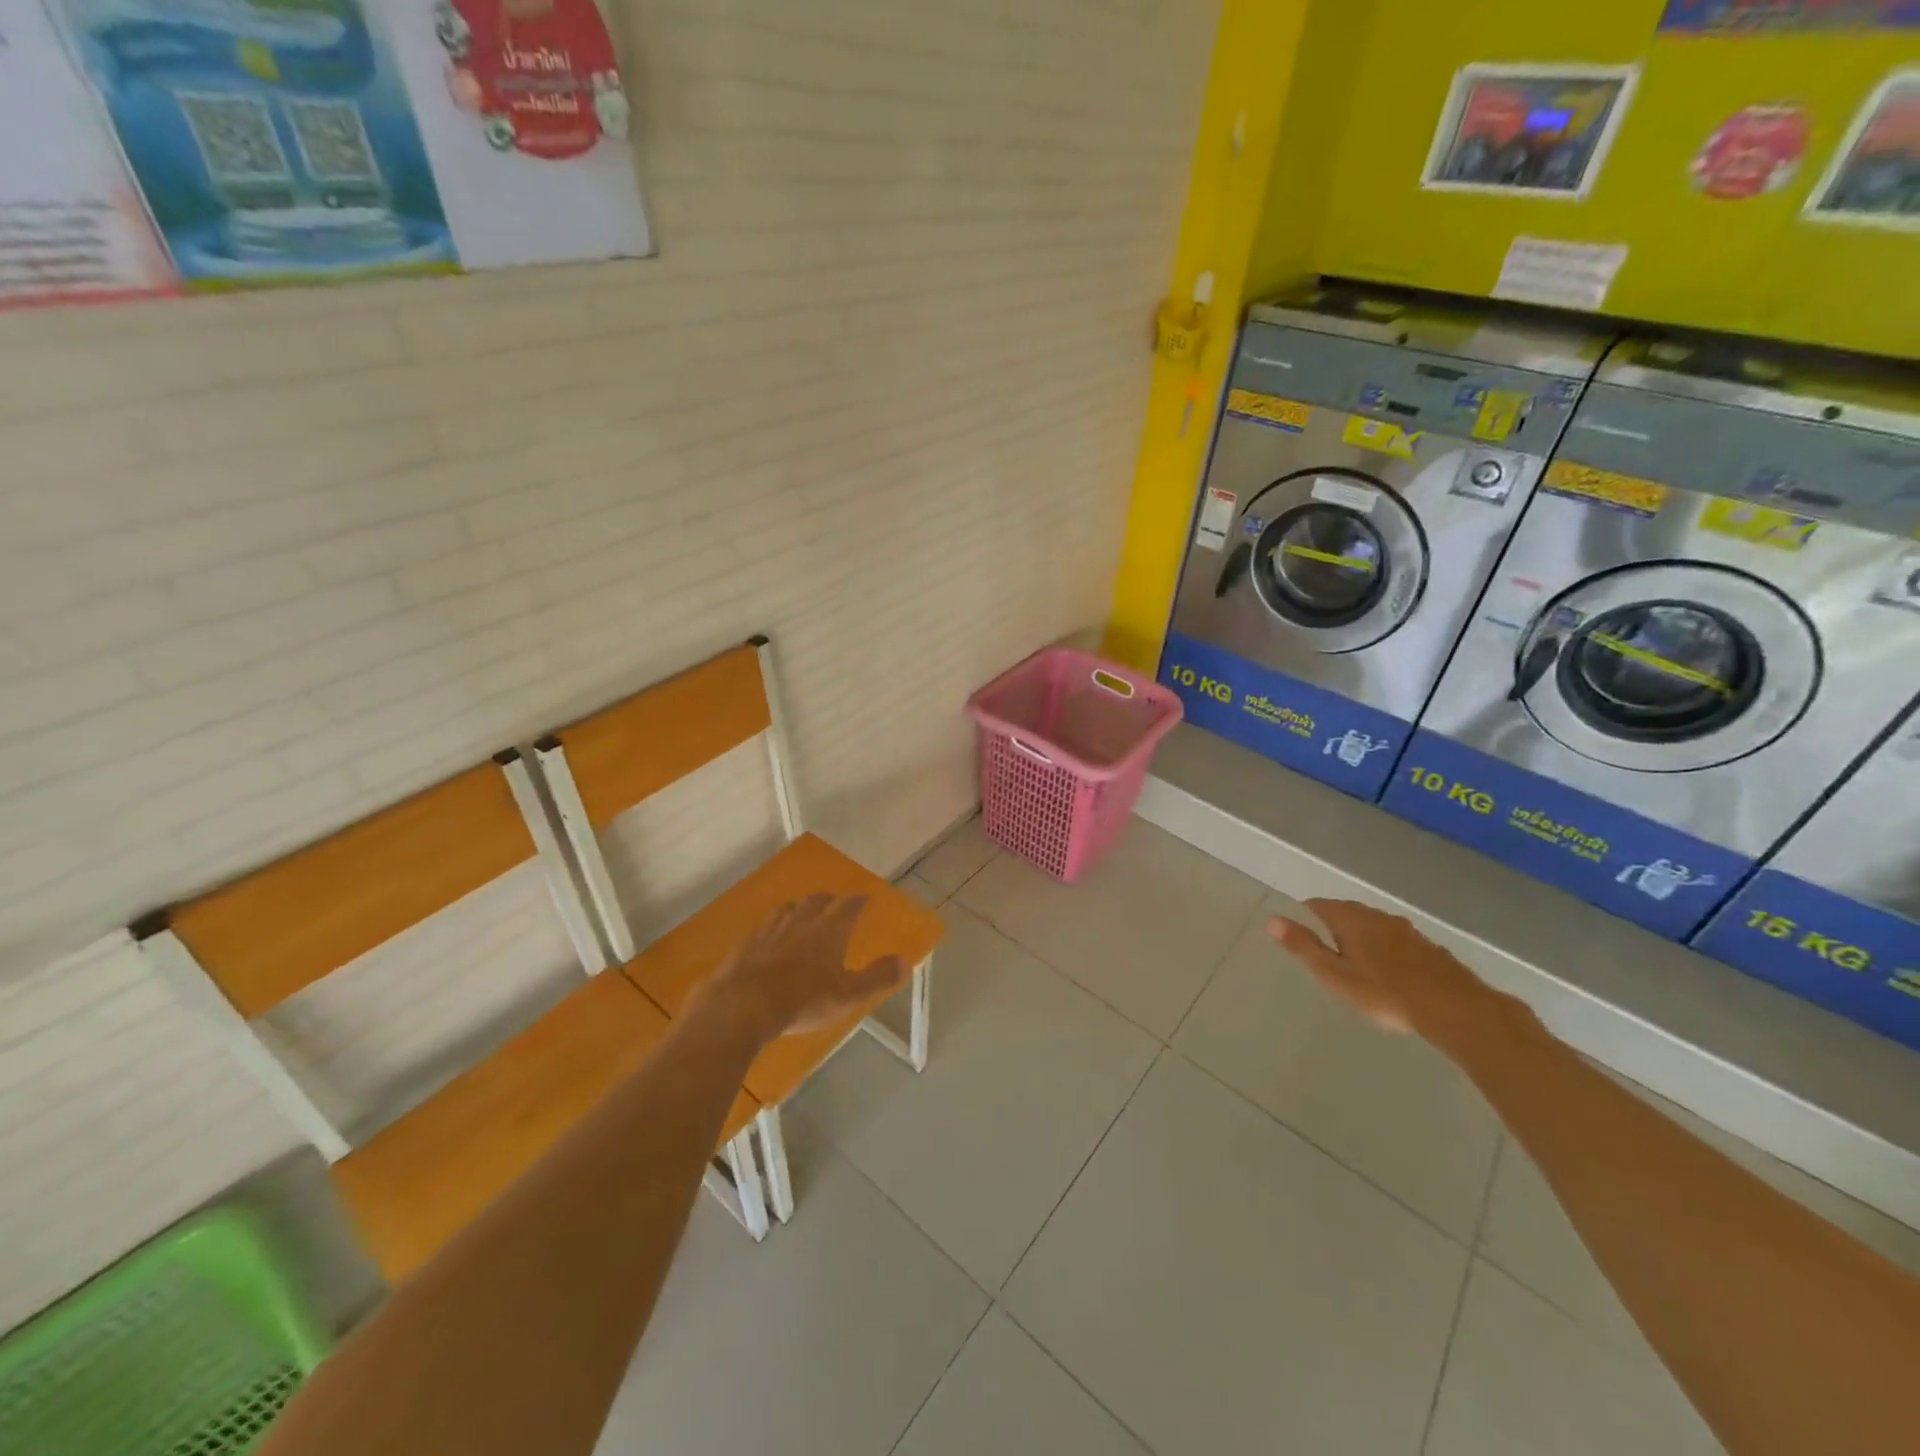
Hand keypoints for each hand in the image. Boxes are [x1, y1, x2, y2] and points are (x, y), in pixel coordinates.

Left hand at [695, 894, 906, 1045]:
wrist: (742, 1005)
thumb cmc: (802, 1001)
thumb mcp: (848, 995)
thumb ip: (877, 978)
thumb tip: (904, 962)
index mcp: (829, 930)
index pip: (849, 905)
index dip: (859, 901)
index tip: (865, 899)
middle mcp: (801, 921)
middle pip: (817, 900)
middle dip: (829, 900)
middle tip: (835, 904)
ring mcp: (770, 930)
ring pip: (788, 909)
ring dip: (800, 908)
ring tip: (803, 913)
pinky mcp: (746, 944)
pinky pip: (764, 926)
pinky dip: (773, 926)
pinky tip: (770, 936)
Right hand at [1266, 899, 1511, 1040]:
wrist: (1454, 1007)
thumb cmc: (1384, 992)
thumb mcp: (1334, 974)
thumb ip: (1304, 947)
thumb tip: (1272, 920)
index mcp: (1350, 919)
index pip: (1318, 905)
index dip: (1305, 915)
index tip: (1299, 933)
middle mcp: (1377, 916)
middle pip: (1348, 912)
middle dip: (1334, 924)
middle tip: (1325, 948)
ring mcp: (1406, 930)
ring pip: (1374, 925)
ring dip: (1362, 936)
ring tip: (1355, 958)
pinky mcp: (1428, 947)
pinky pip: (1397, 940)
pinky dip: (1386, 948)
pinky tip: (1390, 969)